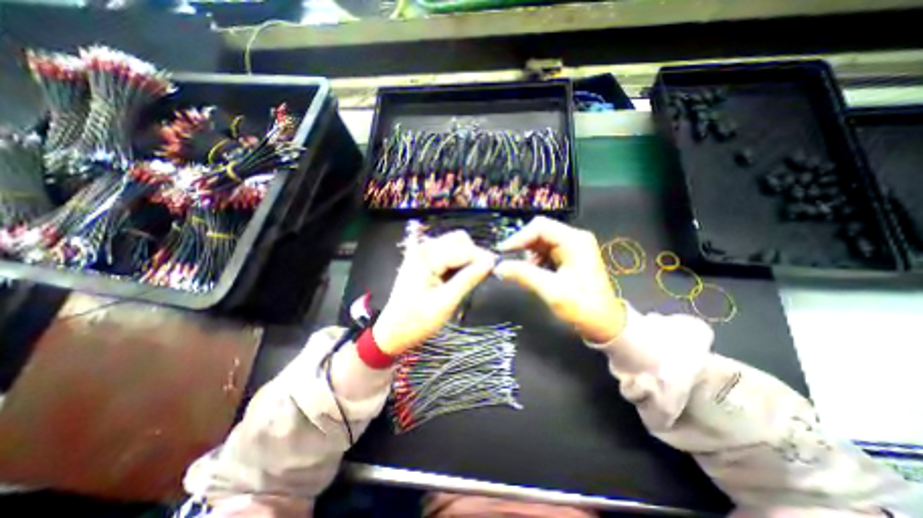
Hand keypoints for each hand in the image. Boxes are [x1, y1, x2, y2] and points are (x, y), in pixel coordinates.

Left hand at [372, 231, 498, 355]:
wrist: (392, 332)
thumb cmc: (416, 321)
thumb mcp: (445, 302)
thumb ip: (468, 279)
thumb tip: (490, 262)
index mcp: (427, 256)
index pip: (463, 248)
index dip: (482, 258)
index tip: (496, 271)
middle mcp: (424, 248)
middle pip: (459, 240)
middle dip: (474, 256)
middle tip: (482, 278)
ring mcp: (422, 252)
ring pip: (454, 245)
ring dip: (466, 259)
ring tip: (470, 280)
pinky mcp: (423, 260)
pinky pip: (447, 253)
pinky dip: (457, 262)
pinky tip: (458, 277)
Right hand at [489, 217, 626, 343]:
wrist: (604, 323)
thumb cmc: (582, 307)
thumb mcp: (551, 291)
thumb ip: (524, 275)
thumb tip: (498, 267)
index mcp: (574, 241)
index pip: (540, 227)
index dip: (518, 237)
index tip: (502, 252)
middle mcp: (573, 238)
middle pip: (539, 232)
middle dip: (522, 246)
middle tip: (508, 262)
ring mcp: (571, 247)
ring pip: (539, 242)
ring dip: (527, 255)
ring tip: (523, 272)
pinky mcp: (568, 256)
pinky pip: (544, 251)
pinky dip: (534, 261)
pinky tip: (533, 274)